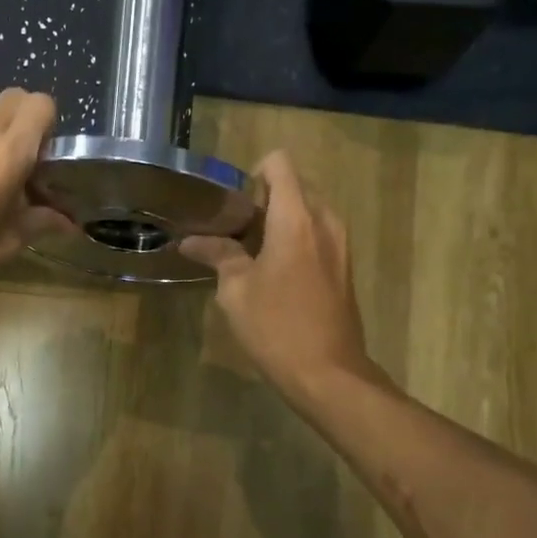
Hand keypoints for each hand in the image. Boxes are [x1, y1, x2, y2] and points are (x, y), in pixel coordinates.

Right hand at [180, 151, 370, 393]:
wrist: (328, 373)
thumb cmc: (276, 327)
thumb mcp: (236, 291)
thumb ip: (218, 255)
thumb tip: (191, 241)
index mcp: (295, 218)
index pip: (280, 164)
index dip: (254, 173)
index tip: (234, 204)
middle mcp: (324, 222)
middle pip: (295, 186)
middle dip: (265, 199)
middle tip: (236, 231)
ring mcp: (340, 245)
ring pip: (309, 212)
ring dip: (281, 222)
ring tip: (252, 253)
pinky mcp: (345, 267)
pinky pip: (319, 235)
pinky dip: (296, 240)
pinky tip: (275, 274)